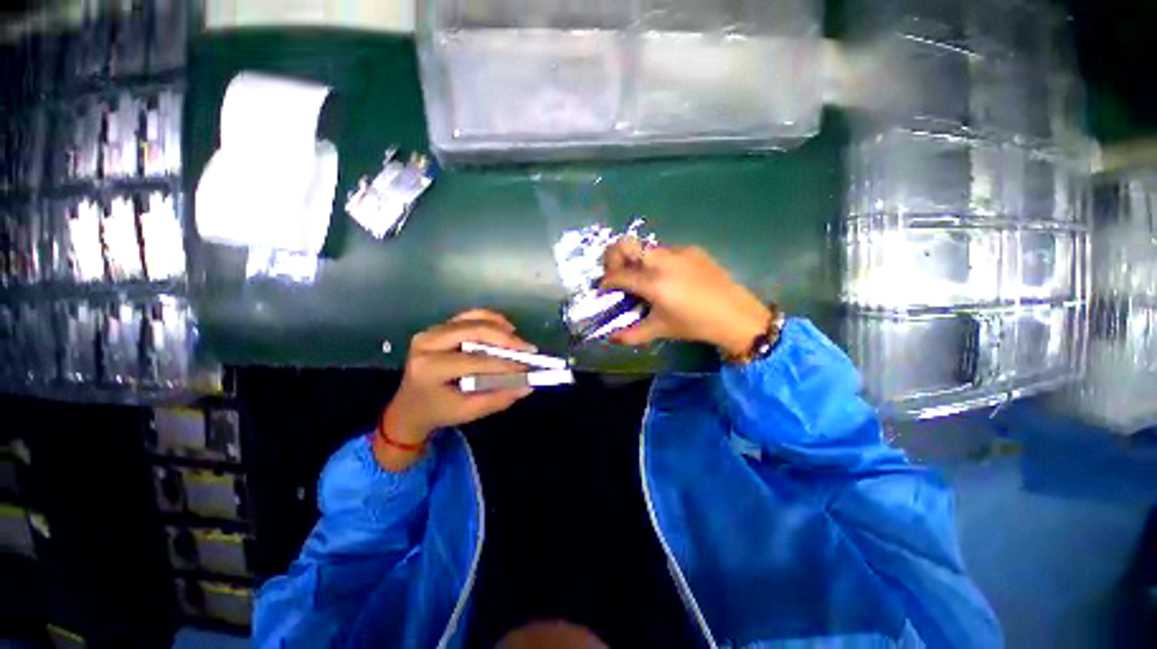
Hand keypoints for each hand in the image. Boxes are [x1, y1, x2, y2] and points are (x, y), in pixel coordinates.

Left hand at [377, 310, 534, 469]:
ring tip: (518, 341)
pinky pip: (470, 316)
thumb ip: (499, 398)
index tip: (527, 369)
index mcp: (430, 368)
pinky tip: (506, 330)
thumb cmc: (438, 411)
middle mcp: (427, 343)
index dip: (504, 364)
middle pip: (474, 330)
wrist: (410, 406)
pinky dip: (491, 320)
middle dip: (506, 339)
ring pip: (473, 318)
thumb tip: (528, 386)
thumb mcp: (468, 411)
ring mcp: (432, 331)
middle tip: (528, 349)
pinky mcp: (439, 327)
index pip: (474, 361)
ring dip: (500, 326)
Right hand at [600, 239, 771, 356]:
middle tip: (618, 275)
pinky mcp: (692, 249)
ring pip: (645, 247)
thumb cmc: (694, 325)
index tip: (604, 289)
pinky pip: (665, 251)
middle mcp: (662, 261)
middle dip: (613, 258)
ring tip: (643, 279)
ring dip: (636, 260)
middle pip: (625, 244)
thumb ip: (631, 334)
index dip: (605, 282)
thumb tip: (610, 338)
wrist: (735, 315)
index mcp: (653, 283)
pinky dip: (657, 262)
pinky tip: (668, 278)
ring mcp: (678, 252)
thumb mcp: (660, 330)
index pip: (617, 275)